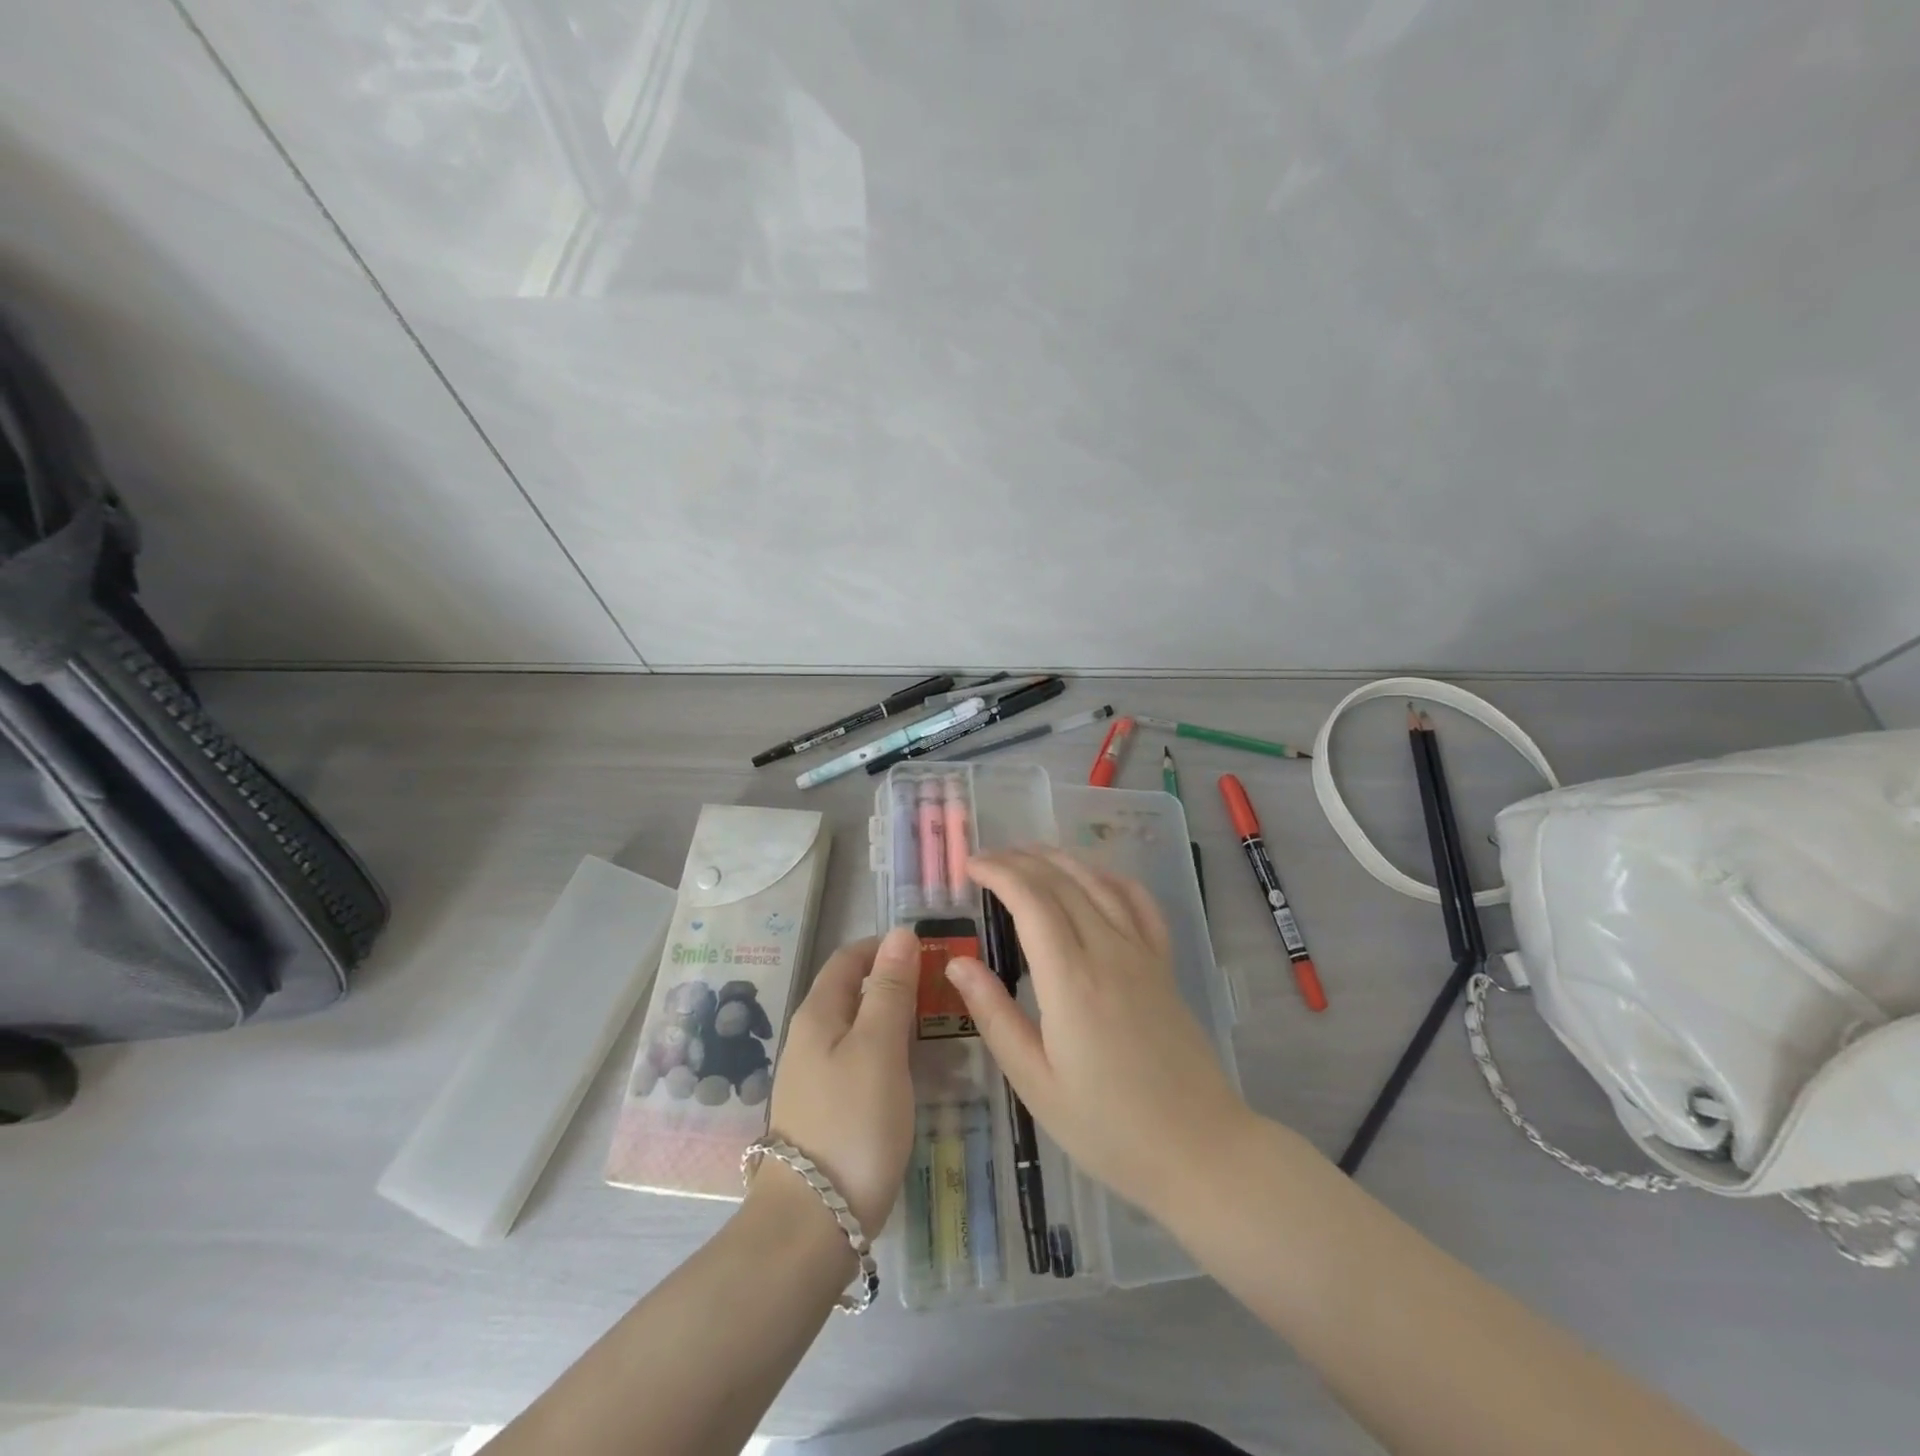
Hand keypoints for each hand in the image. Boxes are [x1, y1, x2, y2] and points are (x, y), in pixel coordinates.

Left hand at [756, 926, 918, 1234]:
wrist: (813, 1223)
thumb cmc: (852, 1122)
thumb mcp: (879, 1047)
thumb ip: (890, 988)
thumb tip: (900, 932)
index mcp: (818, 1014)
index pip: (849, 958)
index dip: (886, 948)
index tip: (930, 953)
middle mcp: (810, 1037)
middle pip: (854, 992)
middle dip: (897, 984)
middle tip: (945, 994)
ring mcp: (816, 1076)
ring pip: (860, 1030)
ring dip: (898, 1022)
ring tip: (942, 1032)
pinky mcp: (828, 1110)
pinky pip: (862, 1064)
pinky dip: (891, 1057)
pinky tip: (917, 1075)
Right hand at [944, 847, 1251, 1217]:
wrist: (1199, 1149)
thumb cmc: (1107, 1127)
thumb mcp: (1036, 1082)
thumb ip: (995, 1015)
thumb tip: (958, 963)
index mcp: (1071, 980)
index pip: (1031, 901)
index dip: (999, 872)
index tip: (970, 865)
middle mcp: (1108, 952)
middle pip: (1062, 883)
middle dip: (1020, 860)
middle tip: (987, 858)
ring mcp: (1142, 954)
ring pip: (1098, 883)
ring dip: (1060, 859)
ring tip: (1028, 853)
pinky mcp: (1164, 965)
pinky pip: (1139, 904)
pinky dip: (1111, 877)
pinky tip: (1095, 875)